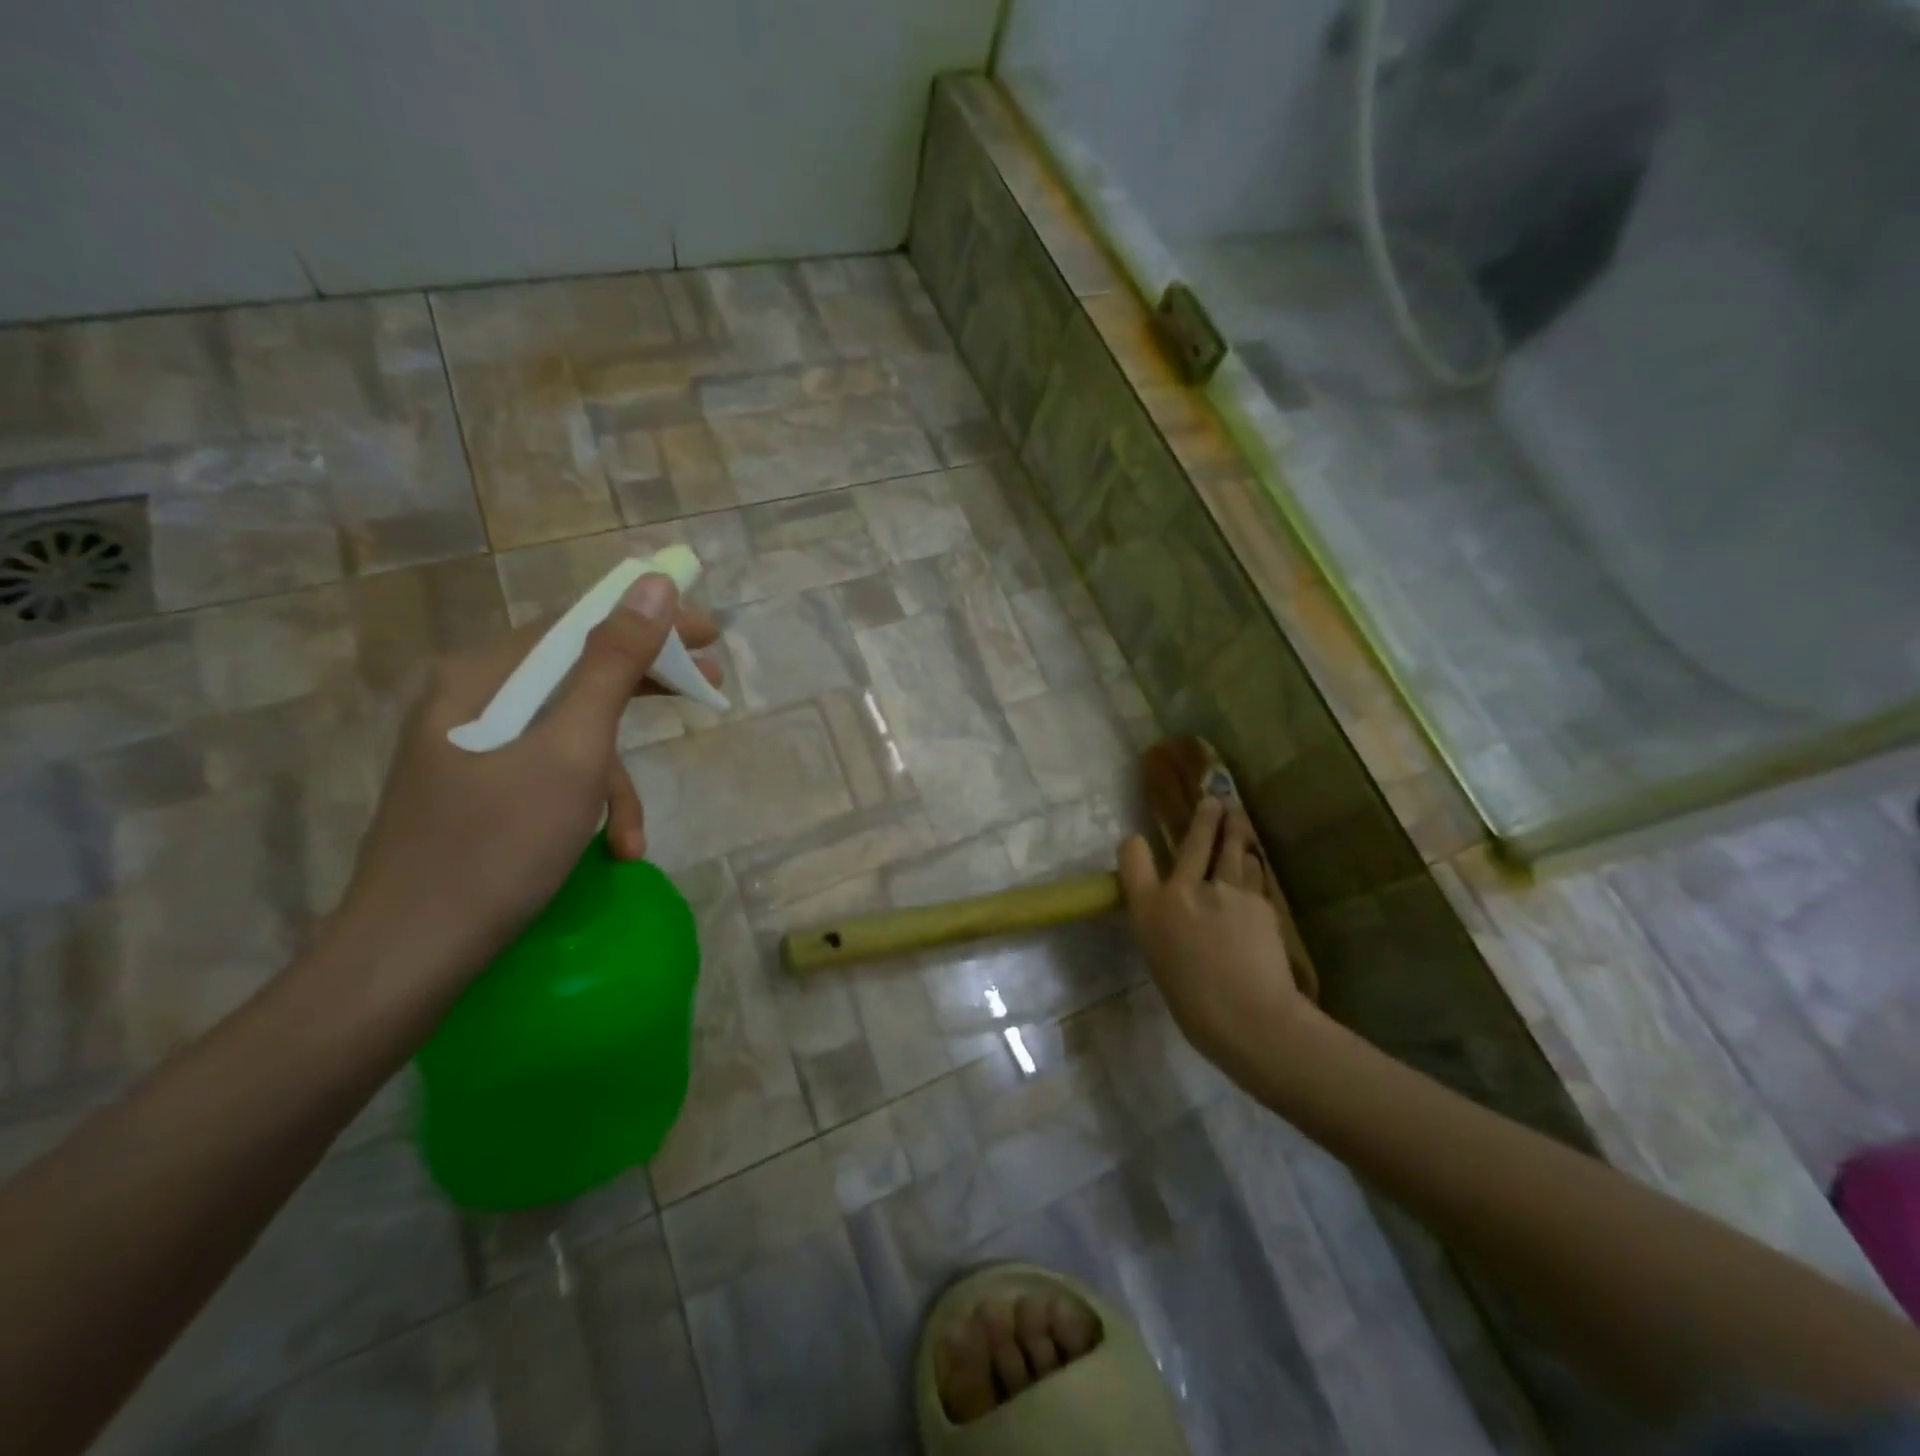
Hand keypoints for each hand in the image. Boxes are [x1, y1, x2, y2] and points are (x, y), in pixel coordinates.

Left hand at [335, 572, 719, 992]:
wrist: (408, 958)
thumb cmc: (497, 847)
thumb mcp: (572, 752)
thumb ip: (613, 665)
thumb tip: (653, 585)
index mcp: (482, 677)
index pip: (580, 624)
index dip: (650, 622)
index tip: (710, 633)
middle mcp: (471, 700)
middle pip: (578, 674)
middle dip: (645, 689)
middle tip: (709, 687)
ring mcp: (472, 749)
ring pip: (570, 734)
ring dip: (615, 780)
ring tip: (634, 836)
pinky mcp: (480, 791)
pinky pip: (551, 774)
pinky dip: (587, 806)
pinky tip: (611, 850)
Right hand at [1118, 798, 1315, 1078]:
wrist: (1248, 1016)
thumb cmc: (1194, 1004)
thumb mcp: (1160, 959)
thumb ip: (1164, 925)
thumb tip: (1178, 911)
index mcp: (1149, 909)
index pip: (1133, 858)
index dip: (1135, 846)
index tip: (1139, 842)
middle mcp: (1182, 889)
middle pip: (1193, 840)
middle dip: (1204, 817)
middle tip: (1213, 801)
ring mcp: (1223, 889)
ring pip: (1231, 849)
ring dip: (1235, 830)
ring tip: (1237, 818)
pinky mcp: (1257, 899)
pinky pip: (1252, 874)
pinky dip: (1251, 867)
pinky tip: (1253, 864)